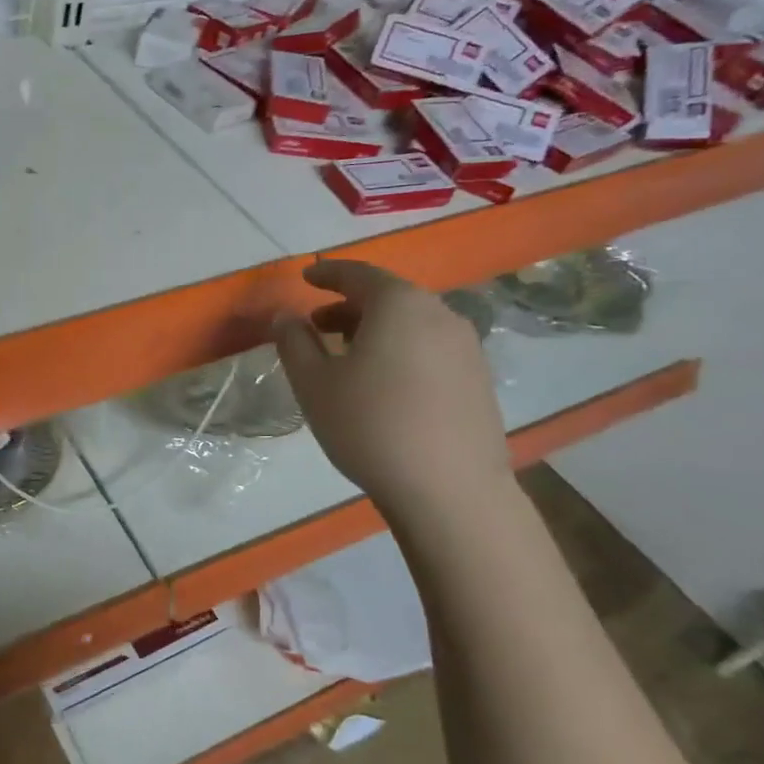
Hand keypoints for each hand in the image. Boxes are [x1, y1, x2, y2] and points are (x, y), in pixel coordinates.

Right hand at [274, 260, 510, 511]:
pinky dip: (400, 349)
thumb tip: (285, 316)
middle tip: (317, 326)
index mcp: (399, 305)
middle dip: (349, 306)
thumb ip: (294, 342)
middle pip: (388, 297)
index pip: (358, 274)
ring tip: (347, 356)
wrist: (450, 489)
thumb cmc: (370, 426)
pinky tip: (383, 383)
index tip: (306, 277)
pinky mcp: (478, 378)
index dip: (327, 274)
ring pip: (411, 323)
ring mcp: (466, 346)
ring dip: (375, 329)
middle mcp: (439, 314)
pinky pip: (429, 347)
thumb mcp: (314, 383)